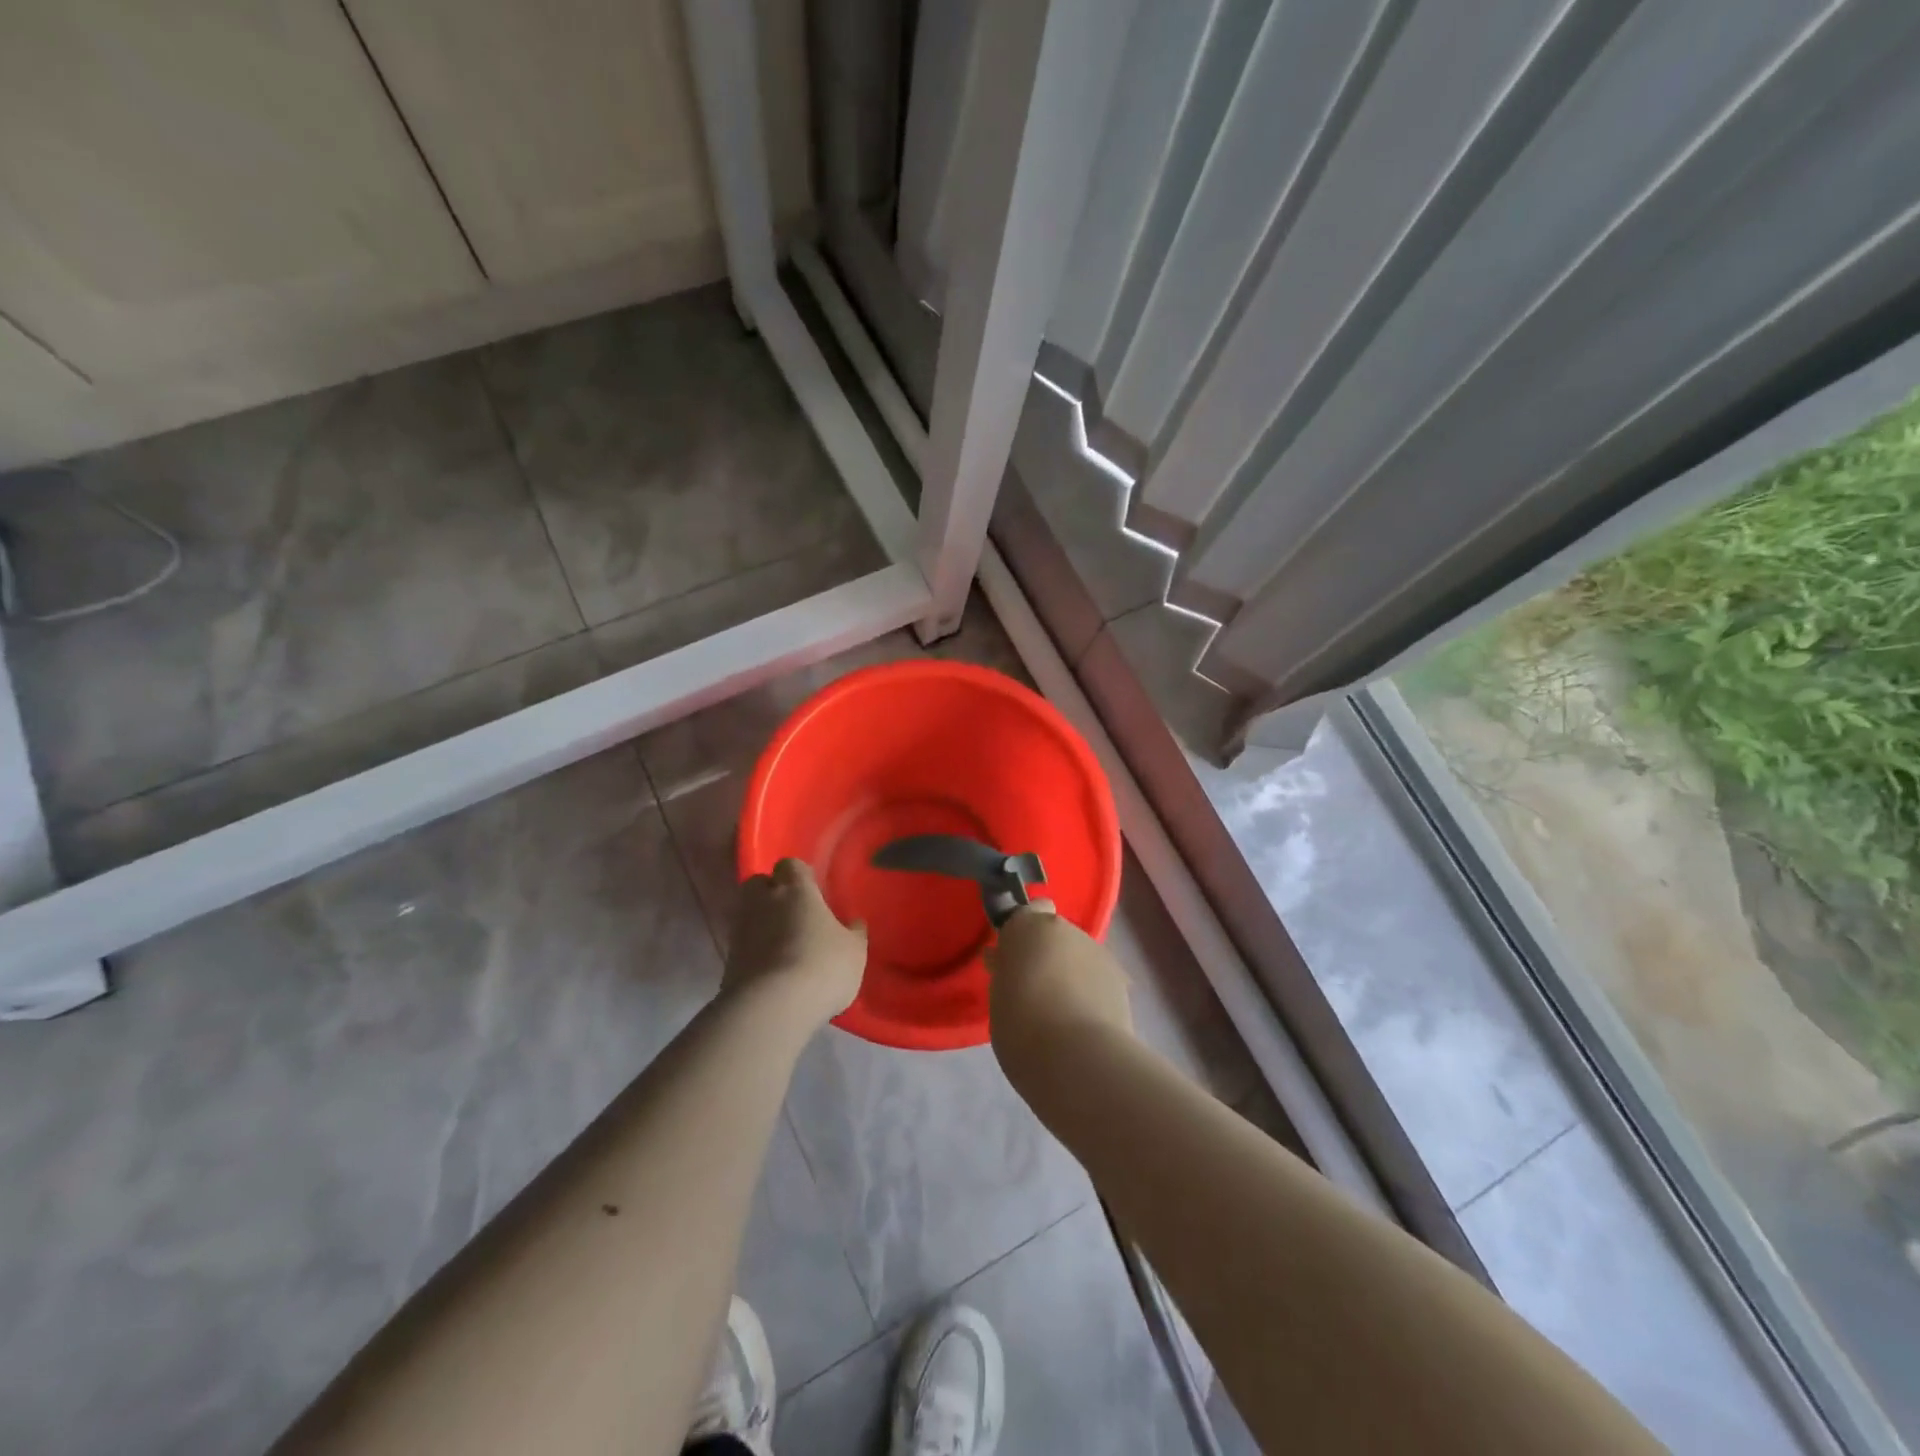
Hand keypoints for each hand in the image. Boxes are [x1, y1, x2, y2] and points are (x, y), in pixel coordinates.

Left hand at [724, 859, 866, 1028]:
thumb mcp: (854, 951)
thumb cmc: (822, 966)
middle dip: (771, 893)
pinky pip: (742, 945)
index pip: (791, 865)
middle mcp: (763, 901)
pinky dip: (754, 952)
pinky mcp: (727, 960)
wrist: (772, 1007)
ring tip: (783, 946)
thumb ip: (854, 933)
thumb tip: (854, 922)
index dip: (800, 876)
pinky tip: (772, 971)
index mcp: (796, 889)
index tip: (813, 891)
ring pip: (748, 914)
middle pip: (758, 883)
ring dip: (761, 923)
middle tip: (792, 913)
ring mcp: (740, 930)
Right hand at [987, 903, 1132, 1072]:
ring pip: (1078, 955)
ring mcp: (1097, 952)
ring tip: (1061, 1013)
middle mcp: (1066, 929)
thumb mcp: (998, 997)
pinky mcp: (1120, 978)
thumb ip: (1005, 972)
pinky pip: (1097, 978)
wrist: (1079, 1058)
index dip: (1023, 931)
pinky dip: (1091, 992)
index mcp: (1029, 927)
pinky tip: (1084, 1023)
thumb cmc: (1023, 1026)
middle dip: (1047, 954)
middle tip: (1034, 990)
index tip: (1014, 958)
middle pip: (1055, 934)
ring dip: (1071, 972)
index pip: (1028, 911)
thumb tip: (1005, 960)